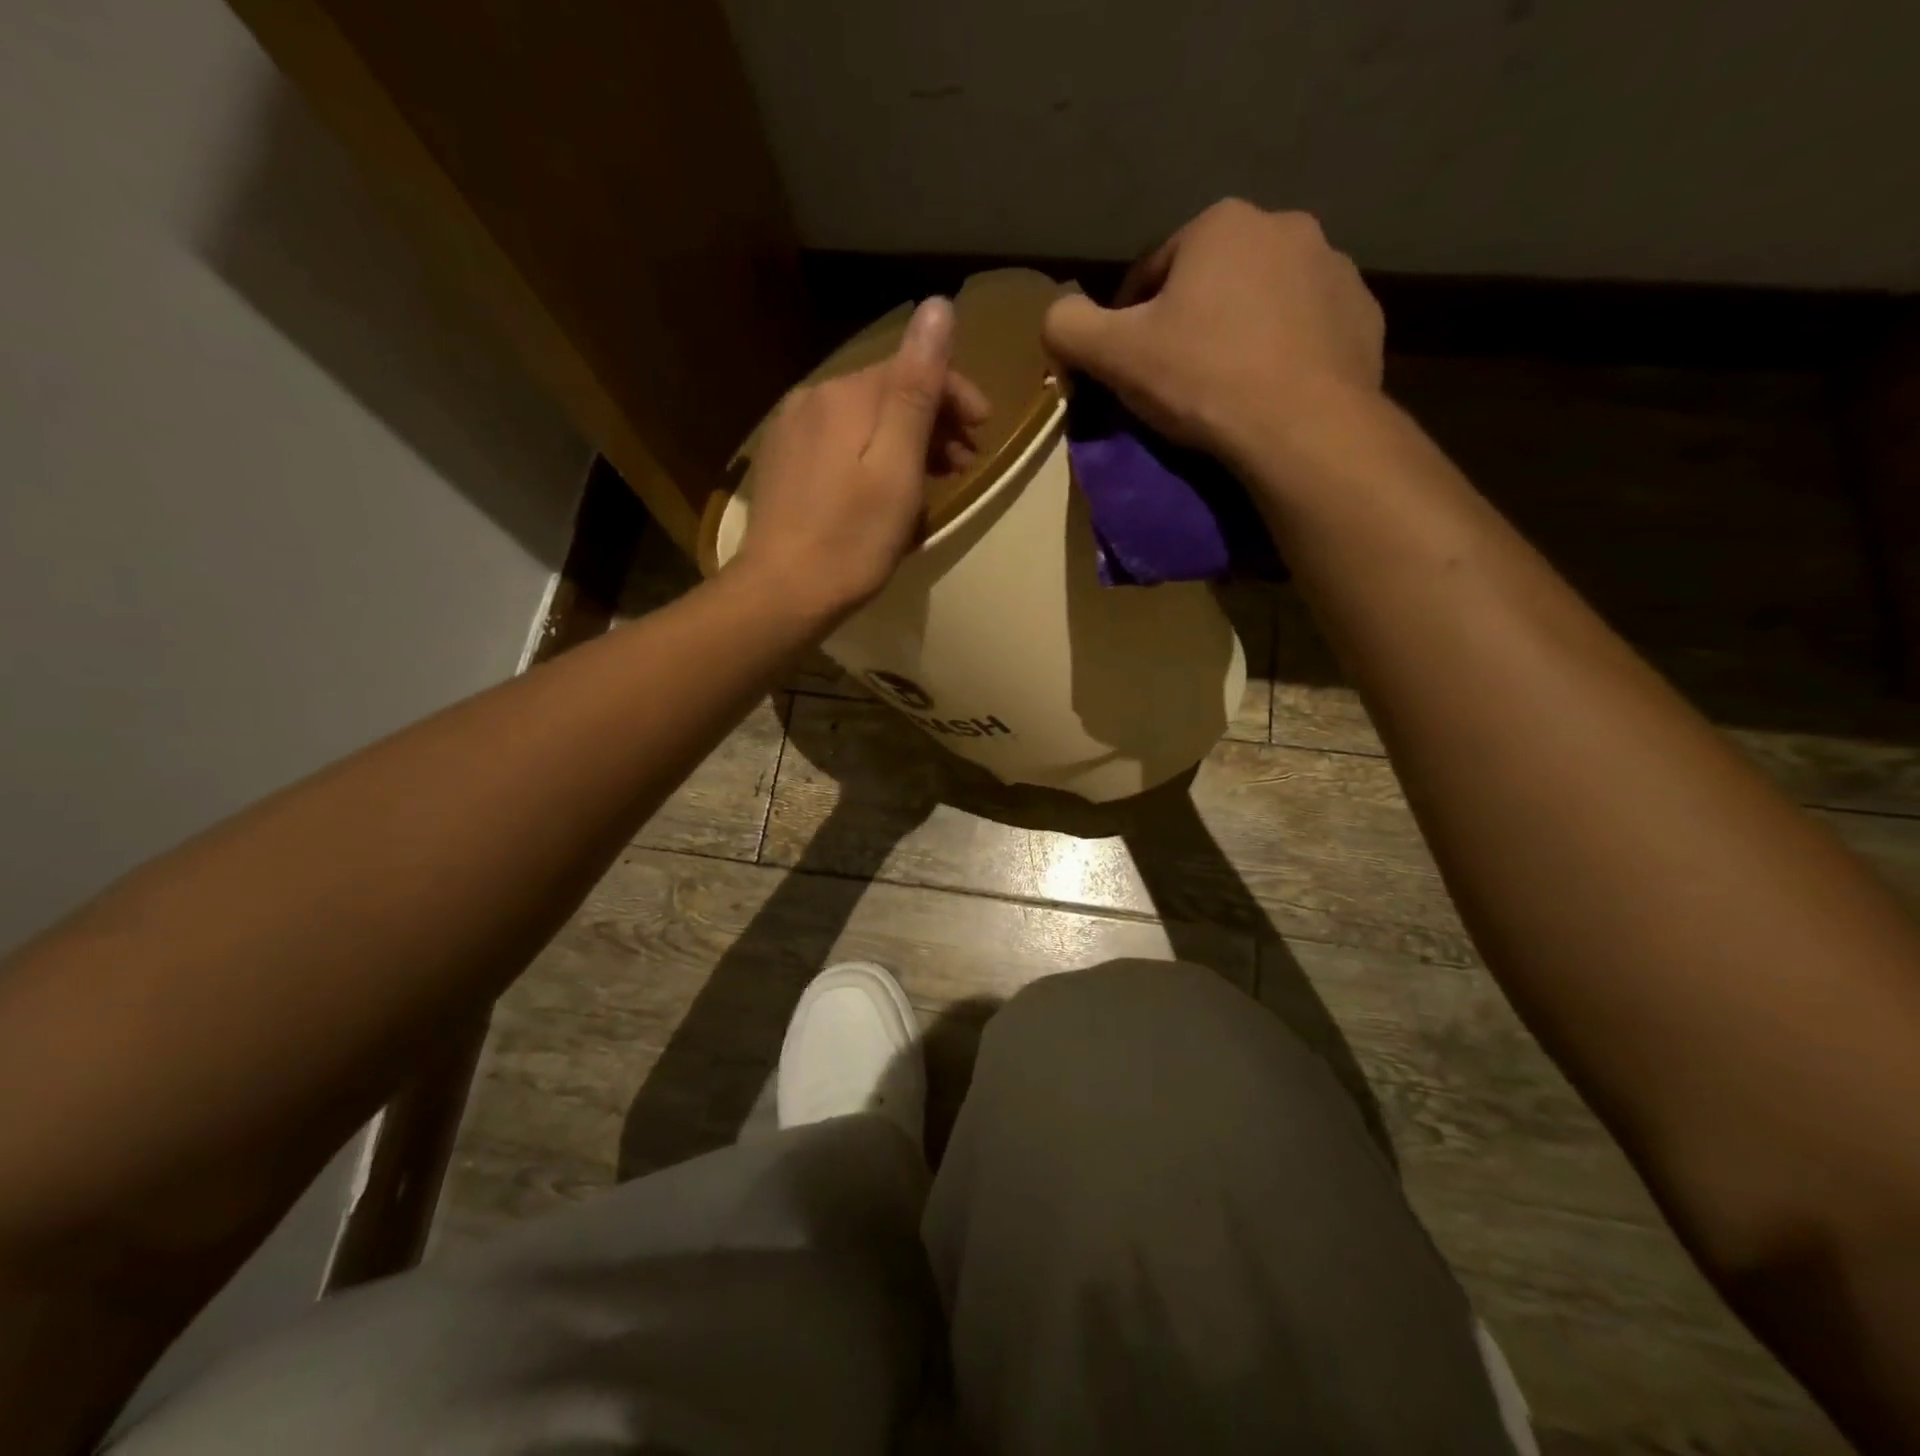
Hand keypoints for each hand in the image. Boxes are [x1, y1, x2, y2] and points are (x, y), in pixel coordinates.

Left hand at [733, 296, 989, 620]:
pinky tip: (887, 492)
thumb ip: (917, 388)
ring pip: (865, 421)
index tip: (985, 432)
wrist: (782, 593)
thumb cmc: (852, 539)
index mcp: (846, 395)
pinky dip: (874, 458)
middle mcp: (813, 398)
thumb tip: (938, 306)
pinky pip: (841, 444)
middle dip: (934, 421)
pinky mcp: (783, 463)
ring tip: (935, 483)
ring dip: (906, 442)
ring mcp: (792, 431)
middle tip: (966, 465)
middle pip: (887, 394)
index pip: (912, 368)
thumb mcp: (897, 466)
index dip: (956, 394)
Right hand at [1043, 200, 1385, 485]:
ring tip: (1225, 388)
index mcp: (1220, 223)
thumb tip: (1054, 317)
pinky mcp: (1363, 316)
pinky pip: (1305, 330)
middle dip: (1189, 320)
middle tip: (1175, 379)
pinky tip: (1269, 392)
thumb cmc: (1202, 380)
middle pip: (1212, 281)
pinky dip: (1284, 353)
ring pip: (1263, 301)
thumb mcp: (1114, 355)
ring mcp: (1334, 269)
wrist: (1302, 428)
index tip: (1126, 365)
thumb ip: (1068, 326)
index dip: (1129, 320)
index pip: (1152, 270)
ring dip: (1239, 332)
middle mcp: (1285, 226)